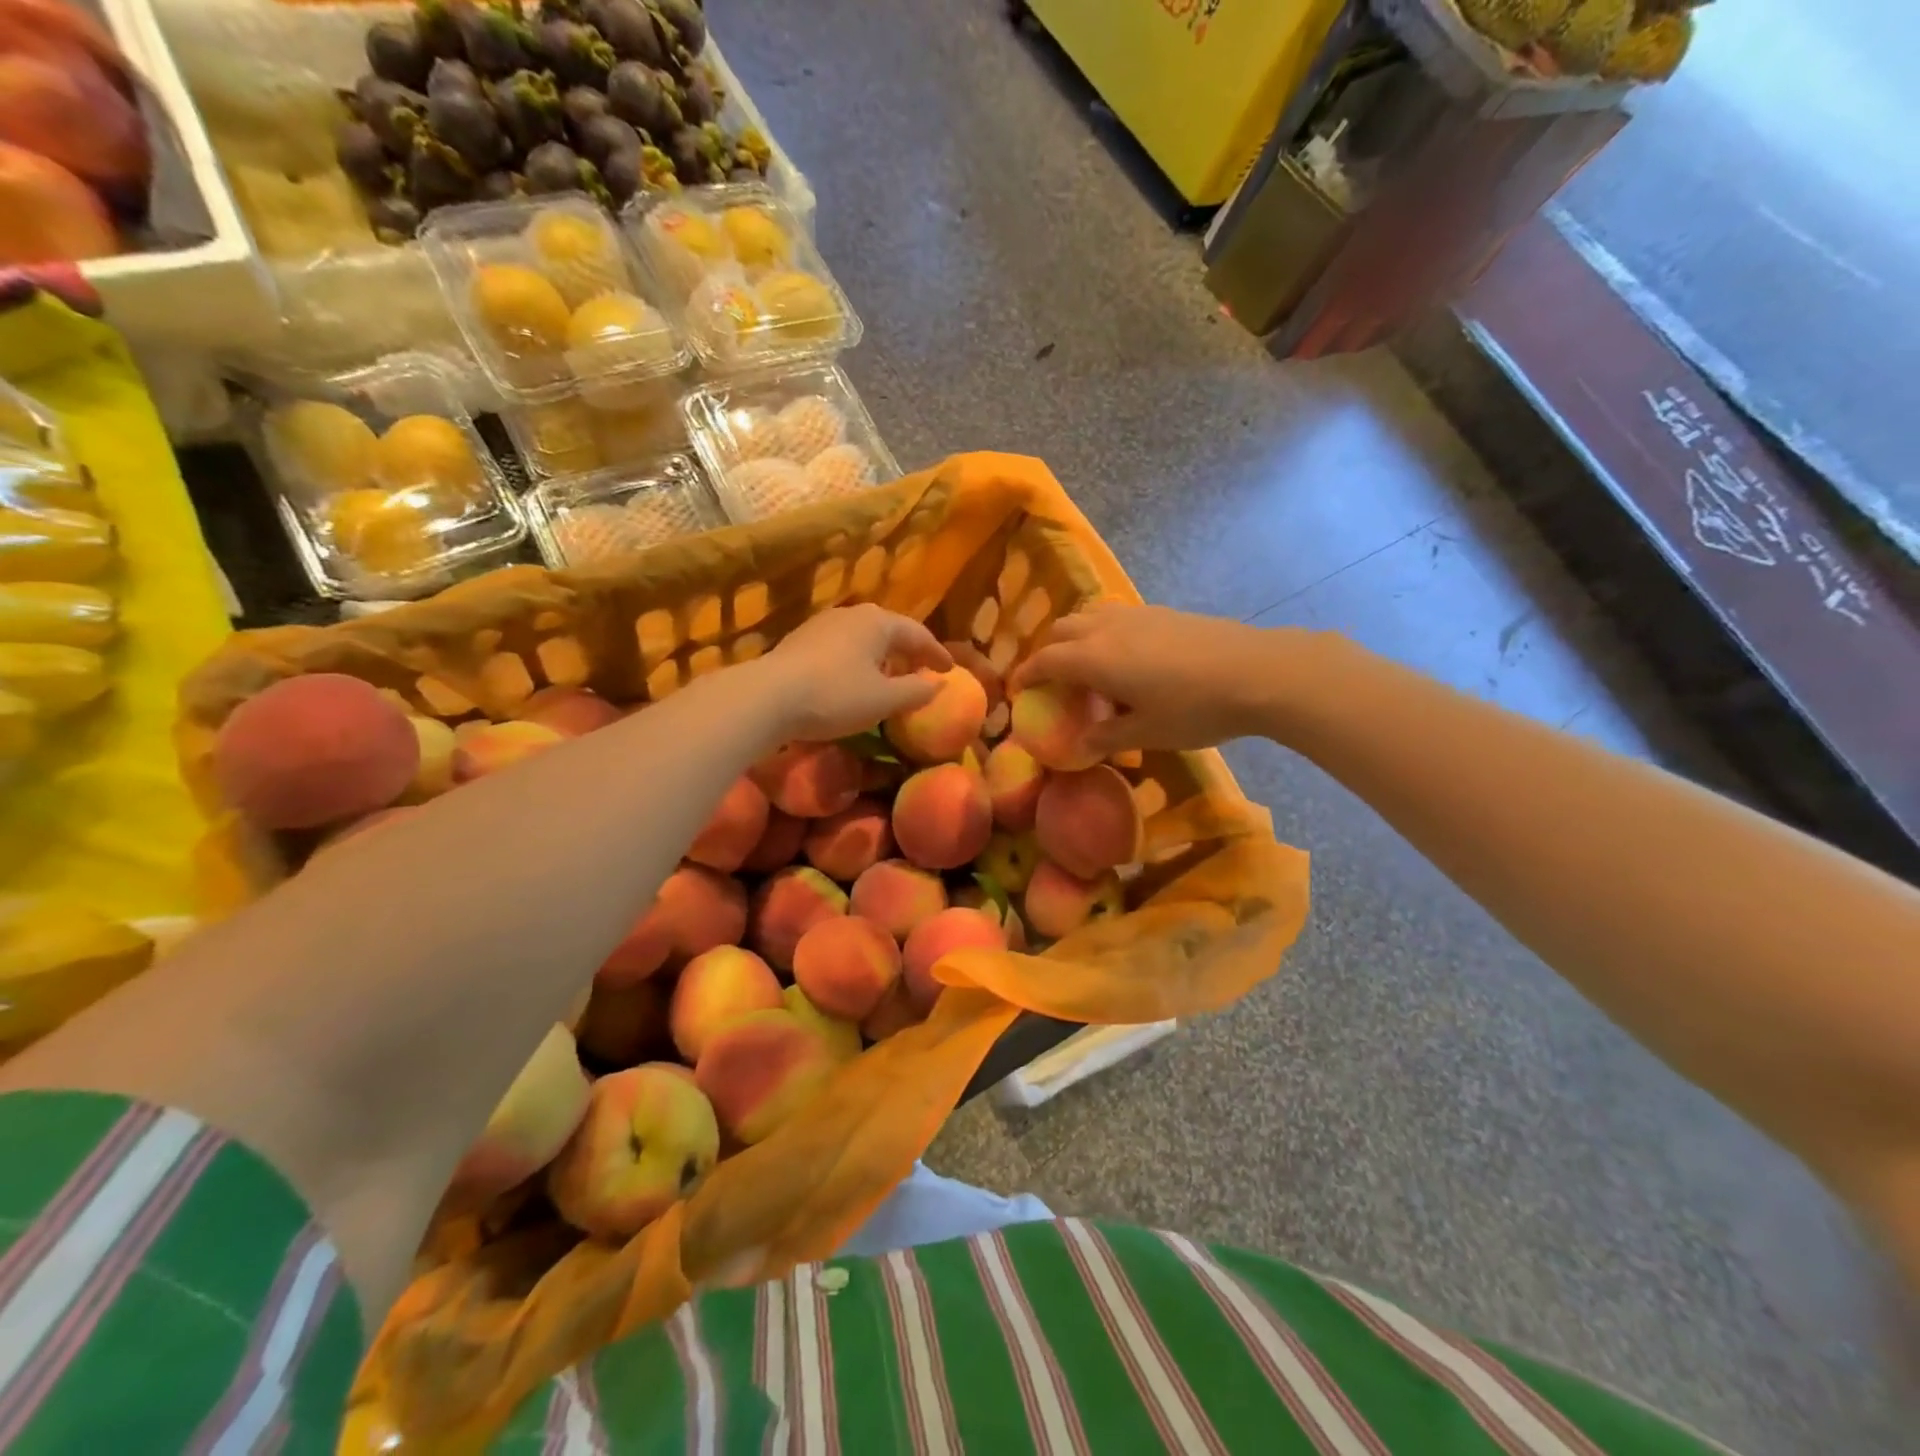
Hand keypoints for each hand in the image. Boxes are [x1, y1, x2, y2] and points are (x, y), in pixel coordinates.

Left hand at [758, 604, 952, 741]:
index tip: (950, 670)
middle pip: (889, 630)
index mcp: (878, 622)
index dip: (937, 653)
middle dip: (908, 650)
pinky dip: (857, 660)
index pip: (918, 634)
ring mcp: (822, 624)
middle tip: (922, 669)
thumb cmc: (835, 695)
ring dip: (881, 655)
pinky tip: (854, 678)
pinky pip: (841, 647)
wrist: (768, 697)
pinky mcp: (800, 641)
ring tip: (890, 675)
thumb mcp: (884, 700)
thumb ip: (916, 691)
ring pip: (863, 637)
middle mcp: (852, 614)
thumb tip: (937, 684)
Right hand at [1009, 603, 1282, 752]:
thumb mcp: (1147, 733)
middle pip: (1060, 631)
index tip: (1017, 690)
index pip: (1044, 661)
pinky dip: (1102, 633)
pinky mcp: (1161, 612)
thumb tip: (1082, 743)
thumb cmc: (1193, 708)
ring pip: (1087, 617)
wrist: (1256, 672)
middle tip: (1049, 680)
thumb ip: (1108, 736)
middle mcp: (1105, 629)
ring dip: (1074, 638)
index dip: (1026, 675)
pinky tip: (1125, 657)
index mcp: (1093, 658)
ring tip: (1084, 665)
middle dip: (1046, 653)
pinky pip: (1114, 617)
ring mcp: (1135, 615)